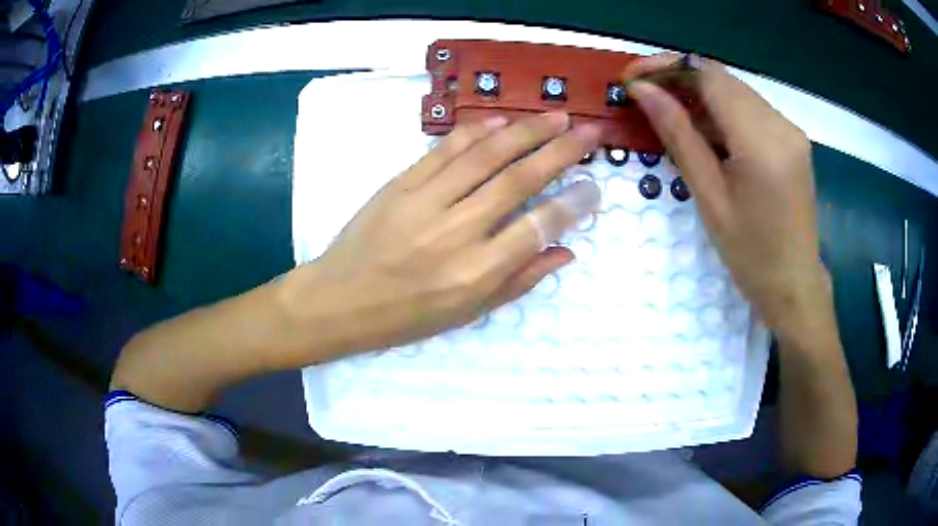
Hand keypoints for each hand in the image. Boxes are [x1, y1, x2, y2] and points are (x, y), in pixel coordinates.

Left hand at [278, 113, 601, 362]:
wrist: (339, 300)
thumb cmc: (405, 317)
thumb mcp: (467, 313)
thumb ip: (519, 280)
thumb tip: (565, 251)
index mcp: (475, 272)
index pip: (537, 226)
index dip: (572, 203)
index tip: (594, 187)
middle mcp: (456, 231)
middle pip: (518, 180)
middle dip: (561, 152)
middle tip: (589, 132)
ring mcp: (425, 201)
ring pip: (485, 156)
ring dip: (525, 132)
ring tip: (556, 117)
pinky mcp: (400, 183)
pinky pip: (444, 150)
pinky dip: (475, 132)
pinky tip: (501, 121)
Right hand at [622, 55, 828, 334]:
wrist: (794, 284)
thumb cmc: (750, 254)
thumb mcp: (709, 196)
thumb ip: (678, 135)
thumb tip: (642, 91)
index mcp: (762, 142)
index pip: (709, 76)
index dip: (666, 67)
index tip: (631, 77)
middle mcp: (782, 124)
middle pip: (722, 78)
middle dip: (679, 77)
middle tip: (642, 93)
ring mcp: (790, 129)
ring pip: (735, 91)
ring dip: (698, 94)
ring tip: (667, 112)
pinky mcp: (791, 138)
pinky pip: (750, 109)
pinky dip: (721, 111)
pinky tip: (703, 130)